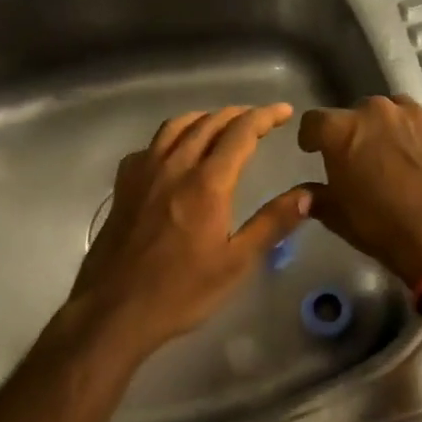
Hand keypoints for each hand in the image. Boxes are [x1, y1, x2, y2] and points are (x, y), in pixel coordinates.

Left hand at [66, 104, 311, 358]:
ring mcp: (143, 173)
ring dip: (204, 118)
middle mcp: (174, 167)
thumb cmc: (181, 291)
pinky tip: (175, 153)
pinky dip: (171, 137)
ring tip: (221, 123)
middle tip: (260, 117)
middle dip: (238, 114)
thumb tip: (308, 194)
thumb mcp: (236, 263)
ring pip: (175, 127)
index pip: (240, 133)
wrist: (114, 310)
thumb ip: (272, 223)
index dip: (265, 117)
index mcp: (206, 183)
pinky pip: (150, 146)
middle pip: (208, 123)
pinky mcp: (123, 186)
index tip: (284, 111)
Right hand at [298, 95, 421, 286]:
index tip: (315, 150)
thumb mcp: (338, 217)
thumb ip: (317, 197)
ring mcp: (419, 116)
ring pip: (398, 113)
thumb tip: (304, 194)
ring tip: (400, 158)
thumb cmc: (383, 229)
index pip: (314, 121)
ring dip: (393, 130)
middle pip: (360, 113)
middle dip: (358, 132)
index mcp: (344, 130)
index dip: (313, 137)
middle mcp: (379, 111)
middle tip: (364, 159)